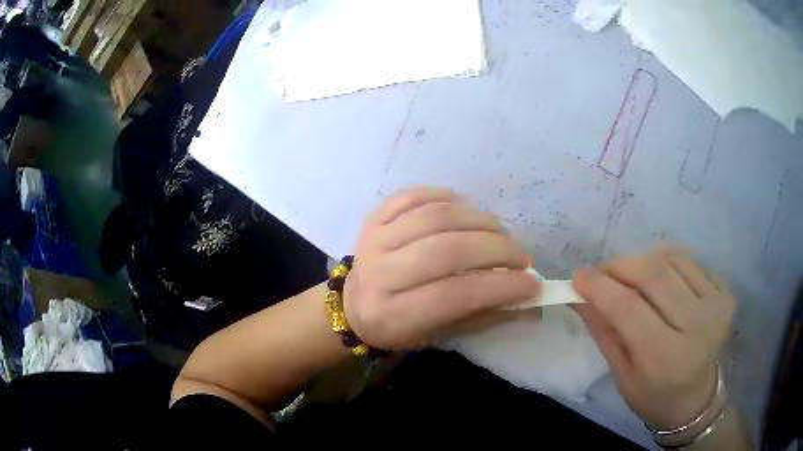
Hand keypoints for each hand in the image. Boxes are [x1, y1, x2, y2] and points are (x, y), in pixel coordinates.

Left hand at [343, 187, 539, 349]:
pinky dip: (444, 196)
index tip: (532, 282)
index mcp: (393, 314)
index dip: (499, 287)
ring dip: (477, 220)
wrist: (351, 306)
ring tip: (499, 231)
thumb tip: (532, 302)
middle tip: (521, 256)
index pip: (454, 295)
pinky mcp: (373, 218)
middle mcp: (380, 274)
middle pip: (446, 250)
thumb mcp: (438, 334)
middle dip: (496, 250)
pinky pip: (412, 196)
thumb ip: (484, 316)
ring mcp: (374, 240)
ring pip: (434, 218)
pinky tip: (464, 206)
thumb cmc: (398, 328)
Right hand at [572, 247, 735, 429]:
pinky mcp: (725, 294)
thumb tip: (580, 294)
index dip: (600, 286)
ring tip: (633, 278)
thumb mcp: (621, 375)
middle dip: (620, 266)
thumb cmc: (653, 395)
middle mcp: (696, 327)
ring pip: (672, 260)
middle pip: (652, 275)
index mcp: (664, 358)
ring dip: (644, 261)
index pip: (628, 309)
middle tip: (604, 273)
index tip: (578, 275)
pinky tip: (662, 280)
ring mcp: (715, 306)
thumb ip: (603, 332)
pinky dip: (669, 262)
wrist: (696, 399)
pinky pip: (690, 261)